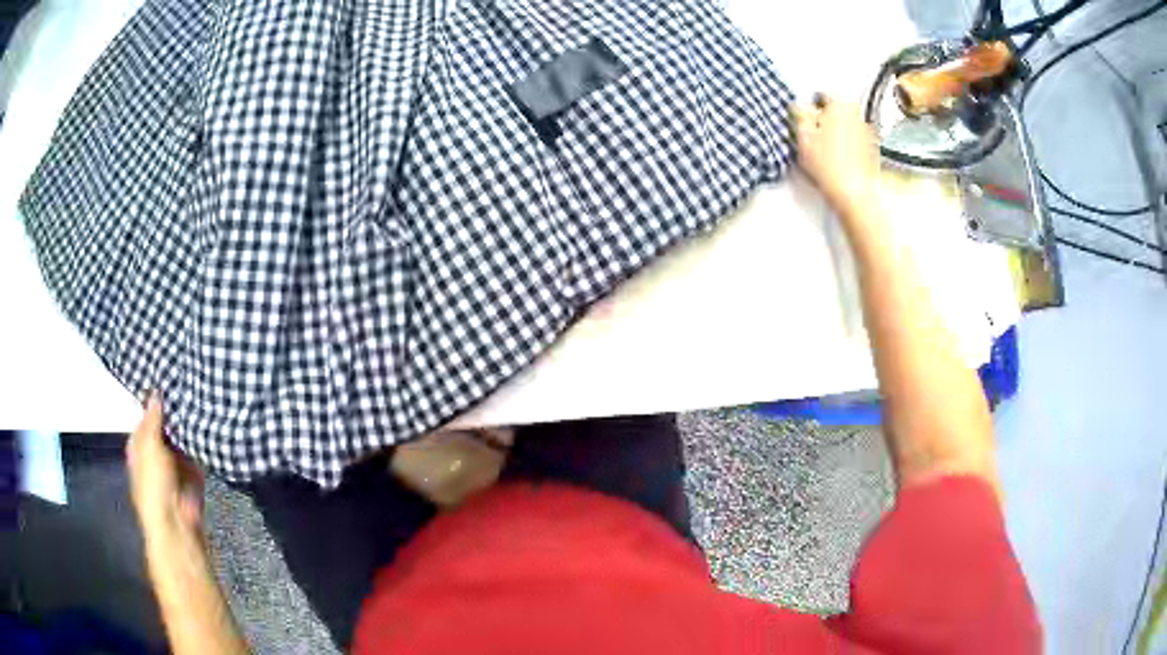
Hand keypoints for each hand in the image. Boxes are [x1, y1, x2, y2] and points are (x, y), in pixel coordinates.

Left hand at [127, 393, 204, 543]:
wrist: (176, 524)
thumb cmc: (154, 485)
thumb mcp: (149, 447)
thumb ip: (152, 420)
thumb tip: (155, 391)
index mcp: (139, 446)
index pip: (146, 417)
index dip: (155, 401)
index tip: (169, 379)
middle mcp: (155, 454)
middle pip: (165, 428)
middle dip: (174, 413)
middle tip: (189, 386)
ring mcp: (175, 466)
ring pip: (182, 440)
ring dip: (189, 428)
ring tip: (202, 398)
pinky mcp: (193, 475)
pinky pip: (197, 454)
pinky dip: (202, 444)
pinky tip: (210, 423)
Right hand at [794, 95, 880, 219]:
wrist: (852, 192)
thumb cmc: (828, 163)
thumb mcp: (803, 135)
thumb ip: (800, 115)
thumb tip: (800, 107)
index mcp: (840, 105)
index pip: (822, 95)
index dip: (811, 105)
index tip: (805, 117)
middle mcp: (857, 115)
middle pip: (836, 110)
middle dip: (825, 118)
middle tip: (813, 133)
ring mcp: (867, 133)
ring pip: (846, 125)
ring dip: (836, 132)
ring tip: (824, 150)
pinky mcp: (871, 150)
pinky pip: (855, 141)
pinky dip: (846, 145)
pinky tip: (837, 160)